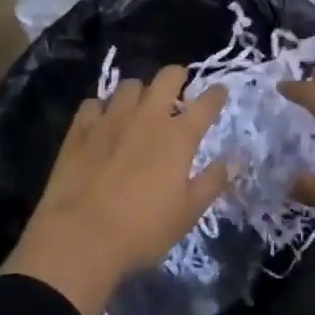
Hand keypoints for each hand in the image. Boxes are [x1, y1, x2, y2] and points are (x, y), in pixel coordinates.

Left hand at [0, 67, 228, 314]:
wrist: (80, 237)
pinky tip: (101, 122)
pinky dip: (101, 108)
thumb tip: (234, 161)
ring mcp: (112, 118)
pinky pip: (94, 103)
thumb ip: (212, 182)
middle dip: (177, 77)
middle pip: (167, 77)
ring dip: (139, 92)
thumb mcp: (187, 213)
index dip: (216, 94)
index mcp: (179, 136)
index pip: (206, 103)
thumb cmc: (142, 230)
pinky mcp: (81, 128)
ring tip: (138, 107)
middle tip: (178, 90)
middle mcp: (148, 117)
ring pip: (130, 85)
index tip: (219, 92)